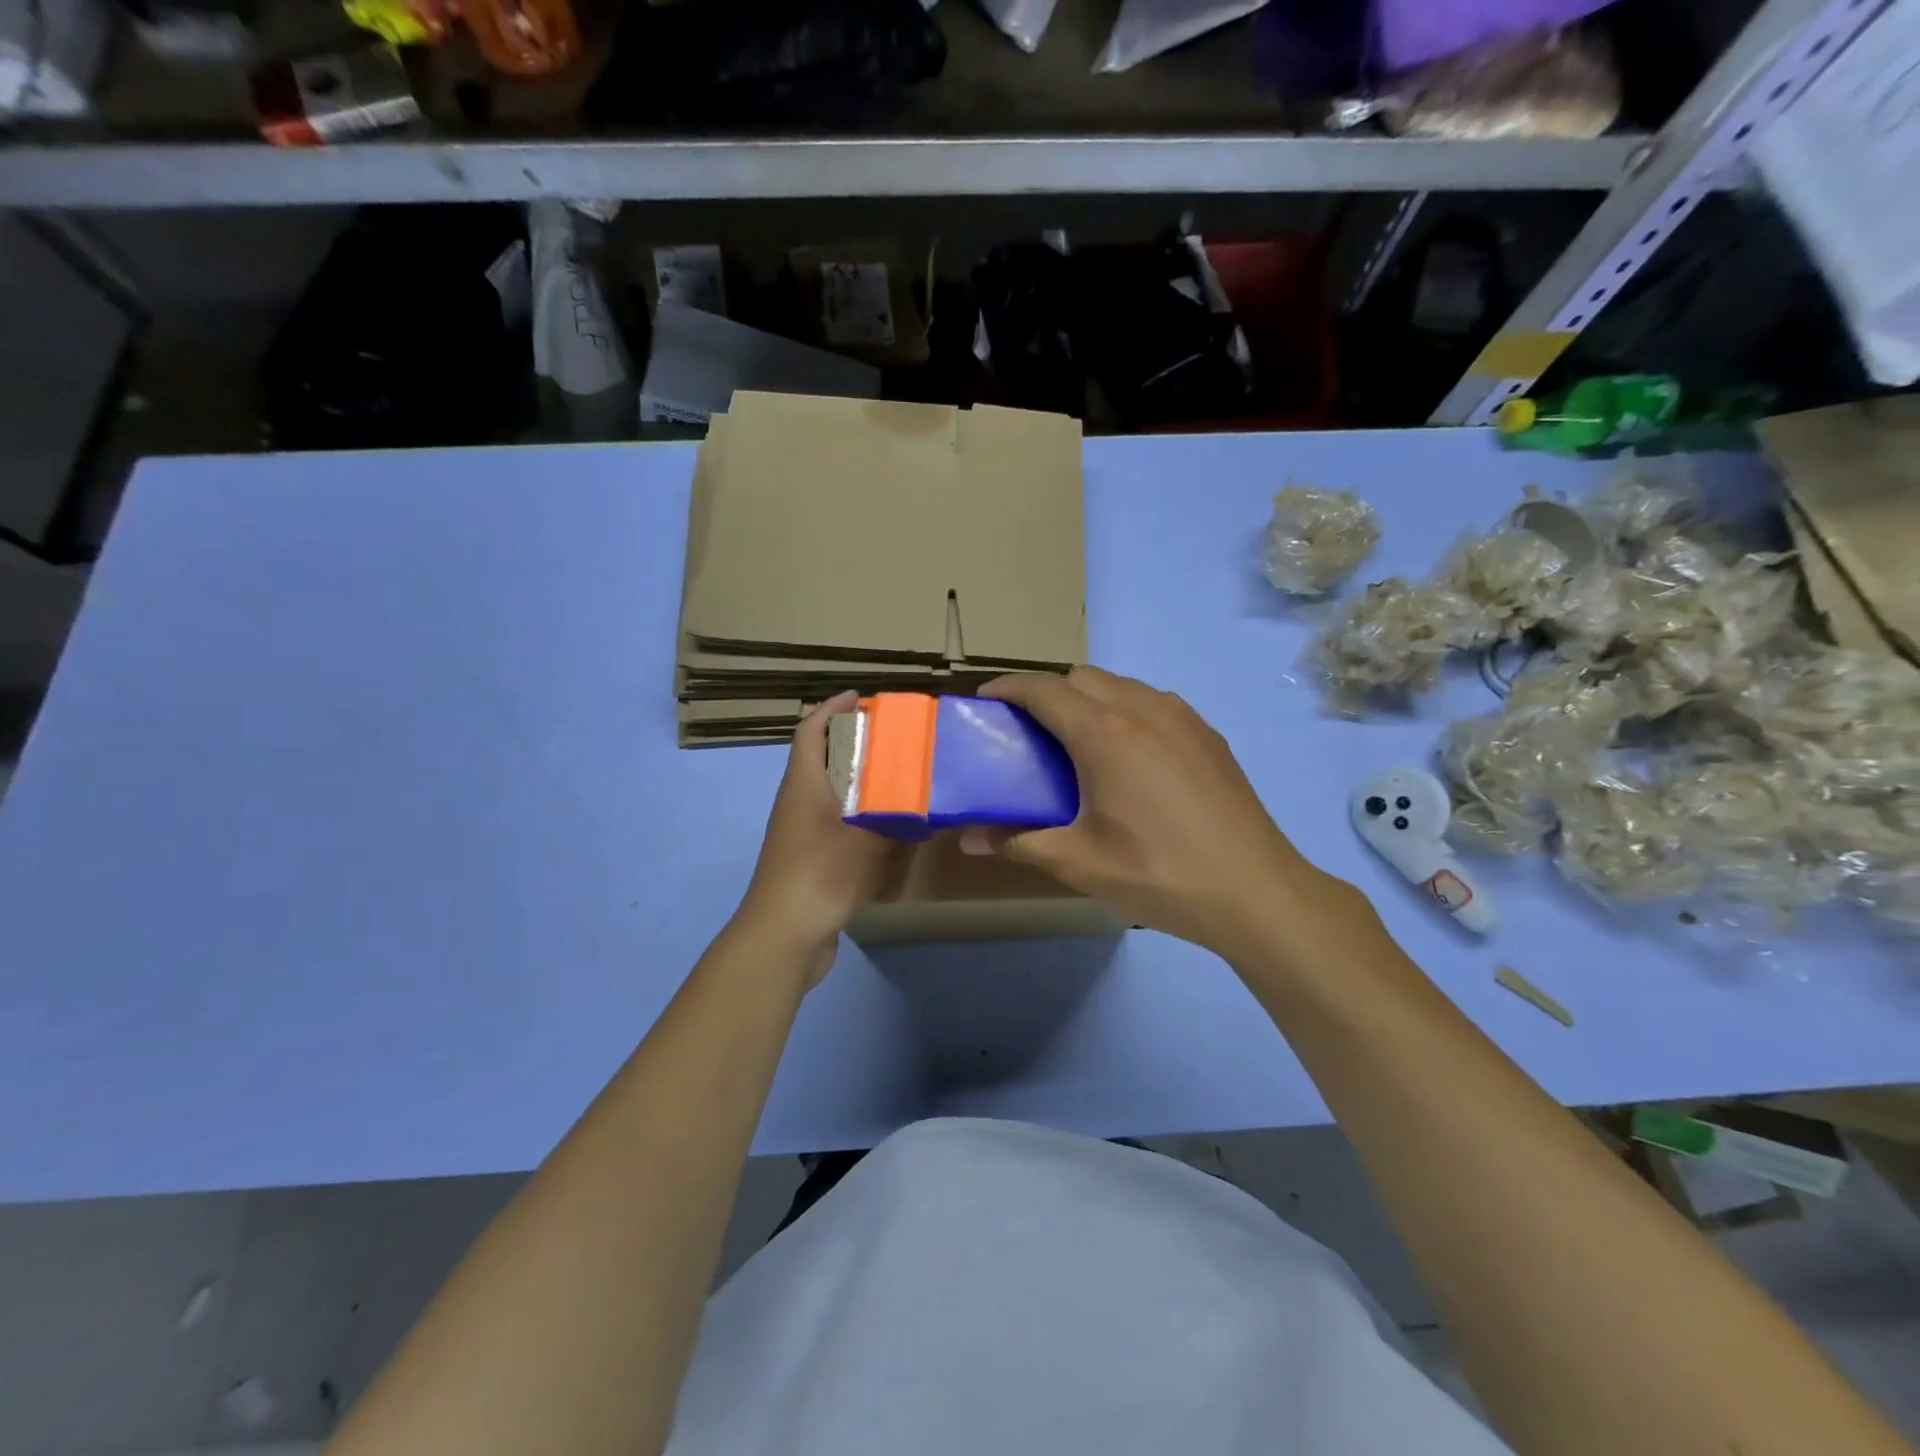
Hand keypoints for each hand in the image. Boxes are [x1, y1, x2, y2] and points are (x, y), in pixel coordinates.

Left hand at [736, 692, 901, 983]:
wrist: (784, 935)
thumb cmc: (821, 874)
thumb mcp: (867, 841)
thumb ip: (898, 819)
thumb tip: (928, 803)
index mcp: (804, 784)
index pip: (811, 730)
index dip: (832, 709)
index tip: (862, 697)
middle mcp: (798, 801)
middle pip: (822, 758)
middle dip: (854, 742)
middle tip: (894, 738)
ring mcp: (799, 831)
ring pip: (829, 791)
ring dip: (858, 779)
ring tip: (898, 776)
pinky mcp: (807, 857)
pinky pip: (834, 820)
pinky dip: (858, 813)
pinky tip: (886, 826)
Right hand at [959, 667, 1346, 963]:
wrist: (1256, 891)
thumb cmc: (1158, 873)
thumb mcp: (1079, 863)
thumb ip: (1018, 842)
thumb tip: (969, 838)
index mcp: (1105, 733)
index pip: (1044, 689)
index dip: (1008, 688)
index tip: (985, 701)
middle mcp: (1143, 709)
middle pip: (1081, 677)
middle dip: (1047, 692)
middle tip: (1028, 731)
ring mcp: (1182, 718)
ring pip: (1121, 685)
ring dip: (1088, 698)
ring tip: (1076, 742)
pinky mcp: (1208, 735)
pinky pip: (1153, 702)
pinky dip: (1124, 710)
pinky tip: (1128, 757)